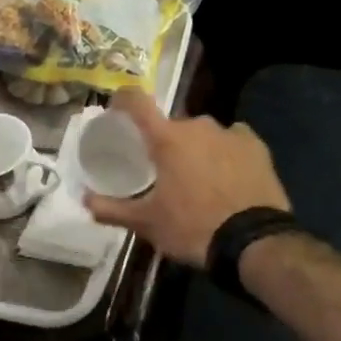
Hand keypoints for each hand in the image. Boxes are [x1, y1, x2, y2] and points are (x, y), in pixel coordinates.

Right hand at [82, 88, 290, 265]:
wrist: (255, 241)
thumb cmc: (193, 228)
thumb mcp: (147, 223)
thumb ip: (113, 209)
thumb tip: (84, 201)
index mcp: (167, 138)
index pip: (137, 102)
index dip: (123, 99)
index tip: (117, 106)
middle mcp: (197, 125)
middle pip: (173, 125)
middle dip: (166, 142)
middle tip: (163, 169)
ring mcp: (229, 132)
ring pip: (203, 133)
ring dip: (197, 148)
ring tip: (199, 178)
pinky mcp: (256, 145)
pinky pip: (233, 139)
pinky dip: (226, 151)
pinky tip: (228, 174)